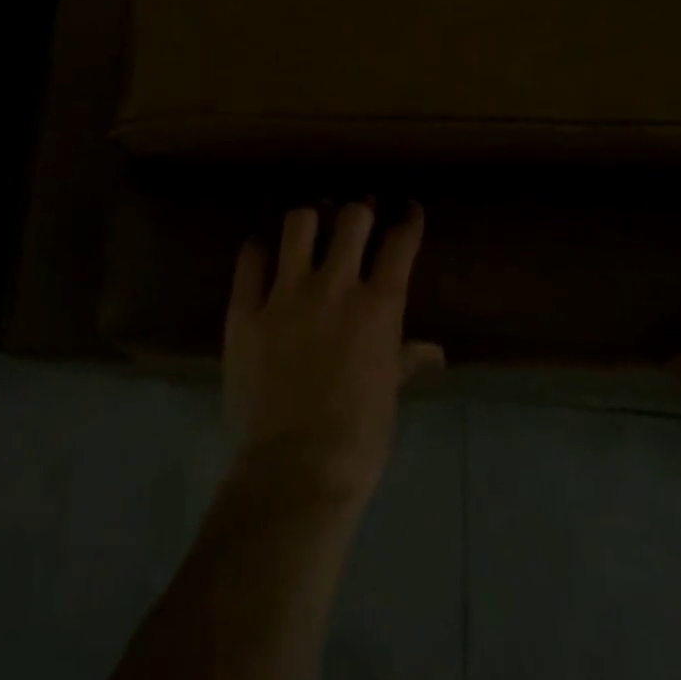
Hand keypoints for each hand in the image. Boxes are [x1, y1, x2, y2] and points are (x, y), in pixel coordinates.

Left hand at [224, 201, 445, 508]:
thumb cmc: (357, 440)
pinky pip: (251, 257)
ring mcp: (287, 294)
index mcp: (379, 307)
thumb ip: (406, 360)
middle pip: (352, 218)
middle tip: (359, 212)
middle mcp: (335, 287)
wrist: (295, 471)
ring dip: (311, 215)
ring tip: (312, 218)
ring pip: (299, 223)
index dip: (407, 218)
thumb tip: (434, 351)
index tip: (407, 208)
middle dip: (360, 209)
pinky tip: (266, 246)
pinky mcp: (246, 309)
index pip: (400, 243)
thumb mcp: (389, 395)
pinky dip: (261, 245)